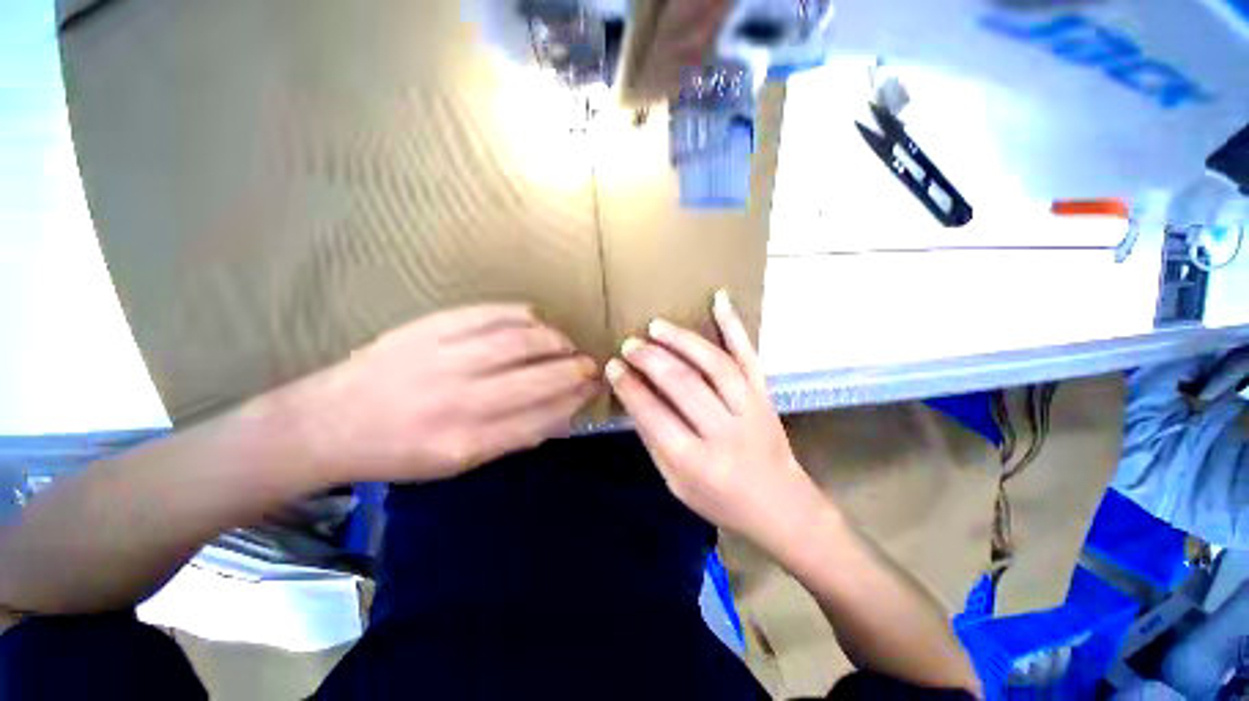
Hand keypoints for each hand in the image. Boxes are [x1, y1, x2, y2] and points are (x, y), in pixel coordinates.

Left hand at [290, 305, 599, 482]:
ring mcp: (445, 358)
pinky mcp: (432, 327)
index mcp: (467, 442)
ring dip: (556, 341)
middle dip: (576, 370)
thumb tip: (560, 414)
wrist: (328, 422)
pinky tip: (538, 322)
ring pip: (522, 341)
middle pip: (539, 378)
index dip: (576, 400)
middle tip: (591, 365)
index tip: (593, 389)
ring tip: (566, 344)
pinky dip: (526, 315)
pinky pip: (493, 313)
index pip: (543, 416)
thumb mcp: (458, 462)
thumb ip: (513, 438)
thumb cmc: (398, 451)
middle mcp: (460, 400)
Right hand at [606, 292, 830, 552]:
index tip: (613, 366)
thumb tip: (634, 398)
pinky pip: (748, 355)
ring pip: (713, 364)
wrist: (781, 506)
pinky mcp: (765, 394)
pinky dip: (734, 325)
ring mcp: (749, 409)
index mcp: (695, 462)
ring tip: (656, 326)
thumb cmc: (720, 500)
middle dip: (651, 359)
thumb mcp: (676, 484)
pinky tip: (719, 300)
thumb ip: (654, 440)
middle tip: (630, 344)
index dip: (630, 387)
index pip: (653, 415)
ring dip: (681, 340)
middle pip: (682, 384)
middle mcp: (723, 432)